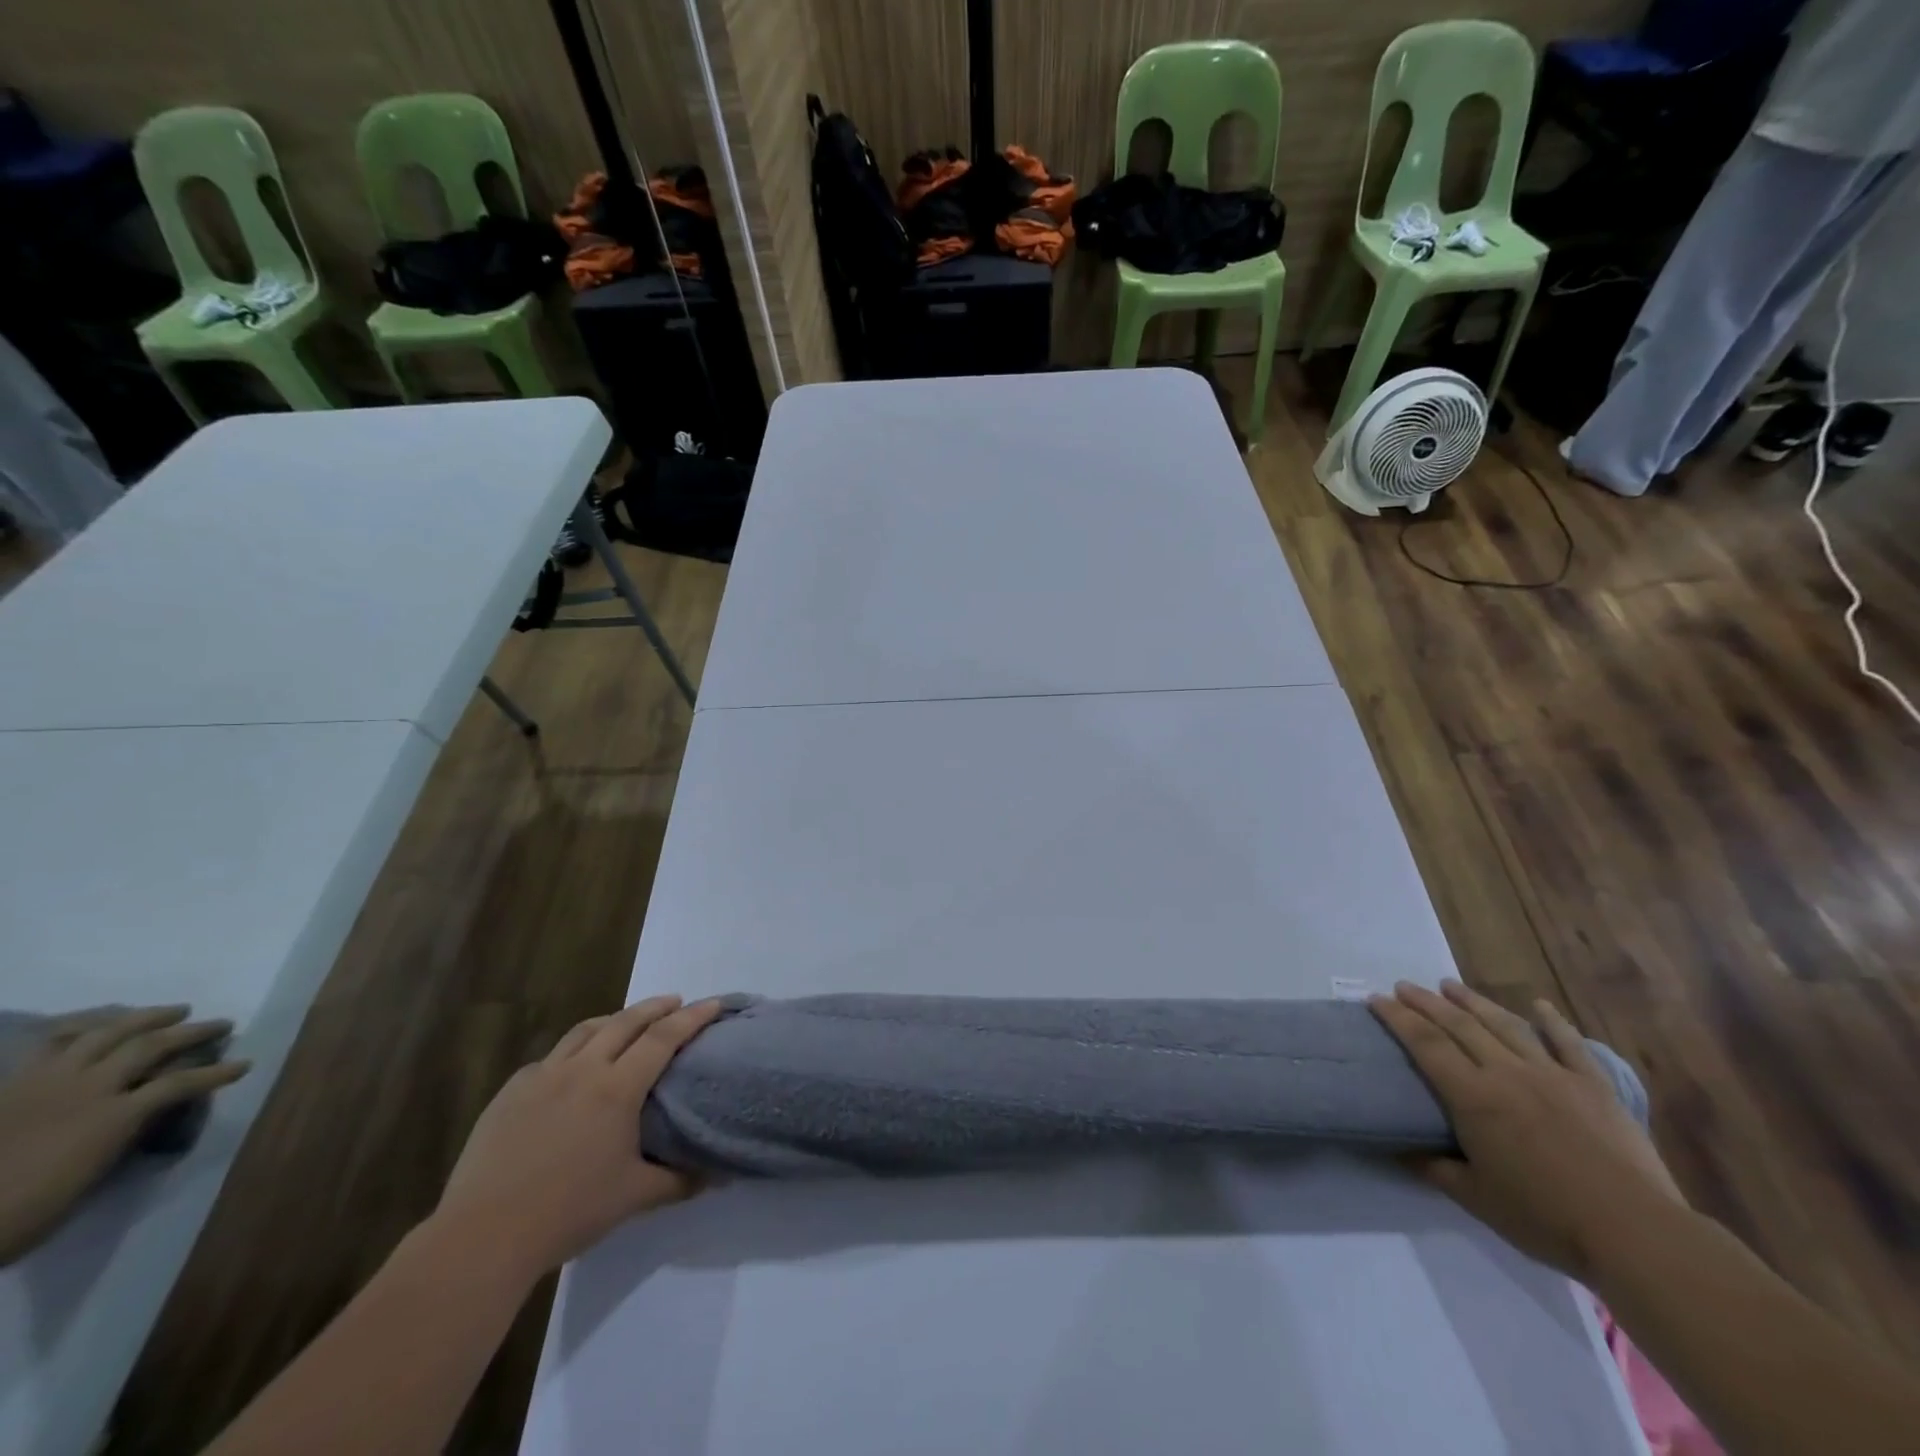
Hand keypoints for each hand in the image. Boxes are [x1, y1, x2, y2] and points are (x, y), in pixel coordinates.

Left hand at [0, 1006, 247, 1263]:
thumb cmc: (21, 1217)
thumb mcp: (84, 1184)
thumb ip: (118, 1140)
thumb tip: (143, 1117)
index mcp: (110, 1118)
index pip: (179, 1083)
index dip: (216, 1072)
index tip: (244, 1064)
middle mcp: (87, 1088)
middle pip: (149, 1045)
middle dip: (192, 1032)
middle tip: (219, 1024)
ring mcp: (46, 1081)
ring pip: (106, 1032)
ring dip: (146, 1017)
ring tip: (172, 1011)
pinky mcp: (15, 1083)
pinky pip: (55, 1042)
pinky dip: (86, 1026)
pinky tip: (100, 1023)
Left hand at [432, 996, 723, 1279]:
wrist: (482, 1237)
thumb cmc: (567, 1213)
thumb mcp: (634, 1197)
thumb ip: (679, 1180)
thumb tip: (718, 1175)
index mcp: (617, 1088)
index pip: (664, 1038)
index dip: (693, 1017)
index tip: (714, 1004)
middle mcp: (583, 1069)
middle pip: (626, 1021)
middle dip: (656, 1006)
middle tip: (676, 1002)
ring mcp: (543, 1076)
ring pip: (586, 1030)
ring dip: (615, 1019)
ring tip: (628, 1022)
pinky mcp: (511, 1091)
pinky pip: (551, 1057)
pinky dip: (574, 1050)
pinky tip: (573, 1068)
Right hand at [1370, 979, 1683, 1281]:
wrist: (1637, 1234)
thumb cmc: (1546, 1218)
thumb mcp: (1476, 1199)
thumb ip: (1434, 1168)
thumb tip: (1398, 1148)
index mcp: (1473, 1097)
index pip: (1424, 1044)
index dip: (1397, 1018)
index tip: (1375, 1000)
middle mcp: (1506, 1073)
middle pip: (1458, 1026)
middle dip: (1426, 1002)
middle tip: (1403, 986)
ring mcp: (1553, 1075)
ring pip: (1505, 1025)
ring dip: (1473, 1001)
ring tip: (1449, 985)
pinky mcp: (1593, 1086)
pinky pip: (1568, 1044)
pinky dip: (1552, 1021)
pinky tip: (1538, 1005)